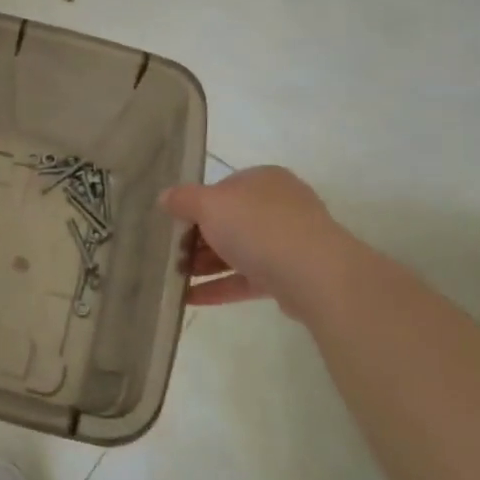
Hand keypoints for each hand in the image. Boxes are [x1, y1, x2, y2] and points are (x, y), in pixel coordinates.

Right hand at [161, 166, 338, 307]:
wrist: (315, 274)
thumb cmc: (258, 227)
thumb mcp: (209, 204)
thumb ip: (183, 199)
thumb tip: (164, 197)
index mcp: (263, 180)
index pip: (222, 189)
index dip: (194, 205)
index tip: (171, 224)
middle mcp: (278, 206)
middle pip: (229, 221)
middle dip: (197, 239)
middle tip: (168, 254)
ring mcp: (287, 242)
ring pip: (237, 251)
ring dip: (205, 265)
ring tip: (172, 279)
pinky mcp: (289, 276)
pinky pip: (246, 279)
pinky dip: (219, 287)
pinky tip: (189, 298)